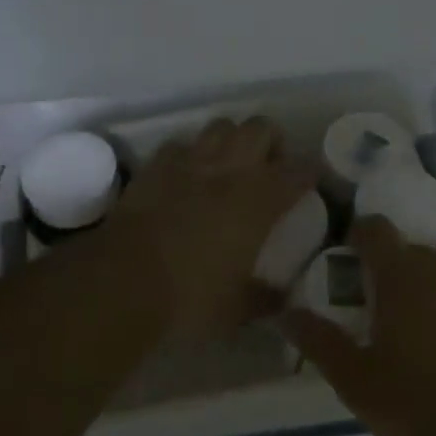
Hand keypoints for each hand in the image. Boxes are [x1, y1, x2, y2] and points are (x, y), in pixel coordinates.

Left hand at [108, 117, 315, 339]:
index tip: (312, 180)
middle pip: (261, 128)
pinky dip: (188, 154)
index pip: (298, 170)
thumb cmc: (189, 298)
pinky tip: (185, 176)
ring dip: (231, 139)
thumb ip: (265, 299)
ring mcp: (189, 162)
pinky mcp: (156, 166)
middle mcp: (229, 170)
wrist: (123, 282)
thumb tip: (282, 300)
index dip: (310, 171)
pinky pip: (180, 145)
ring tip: (228, 164)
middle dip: (271, 141)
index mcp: (259, 201)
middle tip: (268, 167)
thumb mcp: (236, 310)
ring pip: (221, 125)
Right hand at [280, 219, 435, 435]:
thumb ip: (320, 341)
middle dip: (400, 278)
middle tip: (393, 322)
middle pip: (414, 256)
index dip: (361, 237)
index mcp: (402, 275)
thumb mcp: (358, 383)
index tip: (353, 262)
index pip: (374, 229)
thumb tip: (285, 312)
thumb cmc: (422, 411)